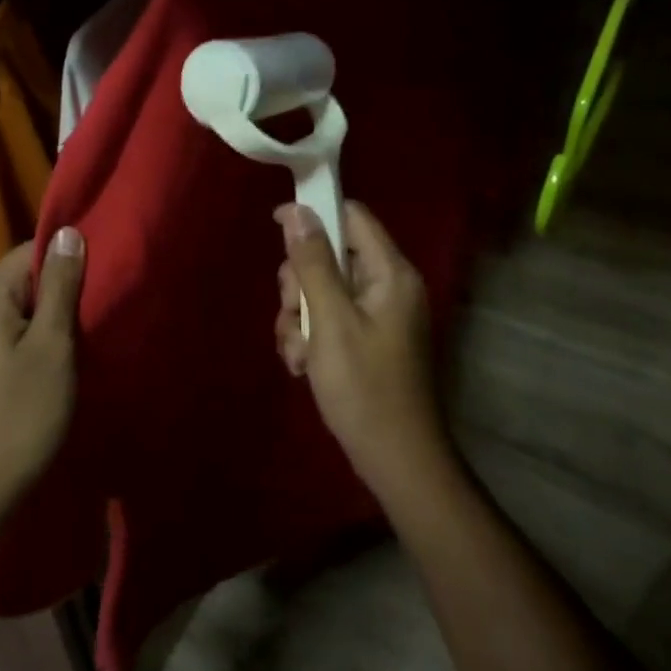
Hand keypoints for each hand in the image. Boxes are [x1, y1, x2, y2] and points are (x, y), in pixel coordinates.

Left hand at [0, 227, 85, 527]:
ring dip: (50, 319)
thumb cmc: (21, 415)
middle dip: (61, 293)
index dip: (70, 262)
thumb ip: (61, 286)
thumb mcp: (53, 346)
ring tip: (84, 339)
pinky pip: (7, 333)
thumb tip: (68, 232)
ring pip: (18, 309)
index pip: (33, 251)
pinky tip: (55, 363)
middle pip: (24, 279)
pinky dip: (33, 340)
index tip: (103, 281)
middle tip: (99, 313)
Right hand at [274, 202, 450, 502]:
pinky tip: (302, 366)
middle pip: (330, 256)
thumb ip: (312, 263)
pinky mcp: (368, 340)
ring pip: (322, 291)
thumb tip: (296, 210)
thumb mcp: (331, 321)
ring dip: (299, 318)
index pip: (352, 216)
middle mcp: (387, 287)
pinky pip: (329, 319)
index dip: (314, 214)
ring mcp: (378, 316)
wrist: (395, 460)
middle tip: (294, 316)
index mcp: (390, 273)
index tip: (275, 227)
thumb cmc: (364, 388)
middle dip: (300, 285)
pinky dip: (310, 338)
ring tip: (298, 354)